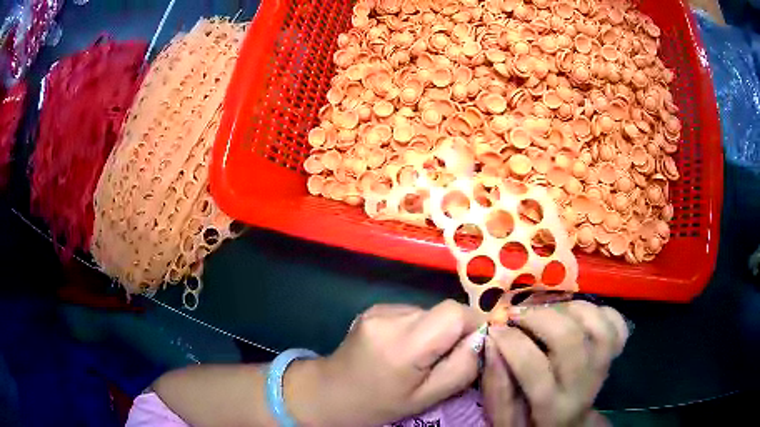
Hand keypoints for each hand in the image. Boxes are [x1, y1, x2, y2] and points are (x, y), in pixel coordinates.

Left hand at [286, 300, 482, 425]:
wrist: (329, 392)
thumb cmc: (378, 404)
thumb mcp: (426, 398)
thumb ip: (461, 369)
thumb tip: (480, 339)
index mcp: (403, 345)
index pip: (454, 312)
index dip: (472, 325)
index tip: (472, 347)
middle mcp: (389, 318)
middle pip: (442, 310)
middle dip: (454, 332)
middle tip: (442, 360)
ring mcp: (379, 309)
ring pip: (428, 311)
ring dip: (434, 331)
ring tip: (417, 357)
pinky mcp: (374, 307)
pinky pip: (411, 312)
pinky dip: (417, 328)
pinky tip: (400, 348)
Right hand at [482, 301, 628, 426]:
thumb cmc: (532, 425)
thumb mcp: (505, 420)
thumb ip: (496, 386)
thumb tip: (491, 342)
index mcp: (553, 409)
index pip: (534, 369)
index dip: (512, 343)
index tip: (495, 328)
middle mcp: (583, 386)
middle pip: (570, 339)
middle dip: (538, 316)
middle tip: (517, 314)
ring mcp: (603, 368)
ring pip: (597, 325)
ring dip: (568, 309)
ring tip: (546, 311)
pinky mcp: (613, 356)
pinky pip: (616, 325)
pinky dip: (599, 311)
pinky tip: (578, 316)